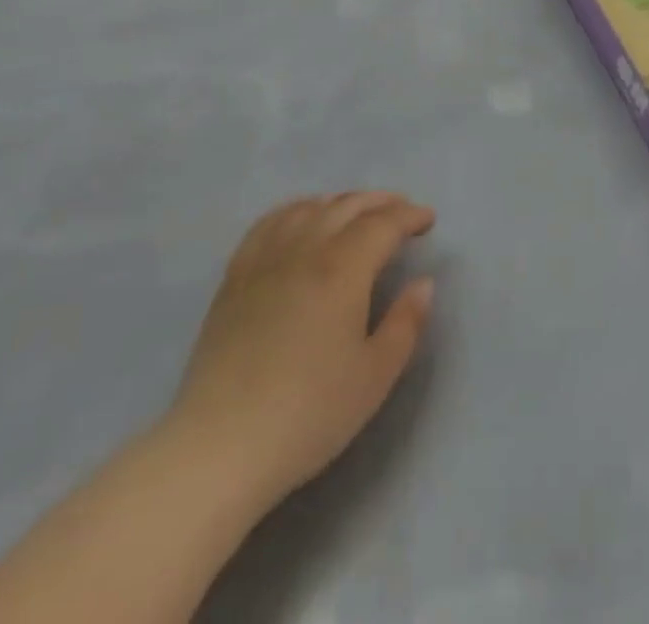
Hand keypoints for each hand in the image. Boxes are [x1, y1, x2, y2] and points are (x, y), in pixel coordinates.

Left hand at [168, 192, 435, 510]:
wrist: (220, 445)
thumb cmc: (308, 414)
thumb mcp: (375, 376)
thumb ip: (406, 323)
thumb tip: (423, 283)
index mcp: (343, 268)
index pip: (384, 223)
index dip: (410, 216)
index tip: (428, 220)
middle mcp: (305, 248)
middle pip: (347, 205)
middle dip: (380, 202)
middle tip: (401, 211)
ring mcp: (265, 258)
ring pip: (309, 208)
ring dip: (340, 202)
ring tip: (357, 212)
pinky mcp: (235, 275)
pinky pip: (269, 222)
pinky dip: (295, 210)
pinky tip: (301, 219)